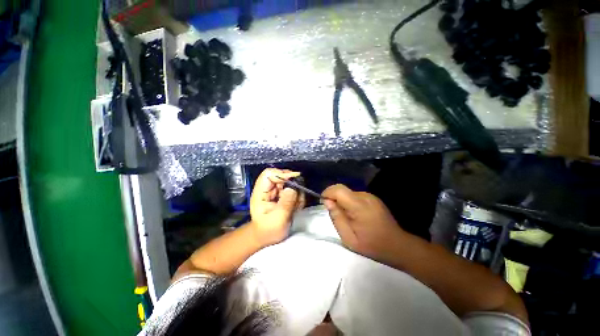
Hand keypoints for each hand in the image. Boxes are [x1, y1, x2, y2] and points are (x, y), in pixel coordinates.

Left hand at [250, 168, 305, 245]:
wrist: (267, 237)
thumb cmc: (268, 231)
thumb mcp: (278, 219)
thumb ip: (285, 203)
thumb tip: (292, 188)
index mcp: (260, 193)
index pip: (268, 174)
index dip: (281, 174)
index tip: (294, 181)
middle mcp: (268, 189)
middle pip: (281, 176)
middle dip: (293, 185)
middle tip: (298, 197)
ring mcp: (275, 192)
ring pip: (289, 183)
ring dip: (297, 193)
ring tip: (297, 206)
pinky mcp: (282, 196)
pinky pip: (293, 190)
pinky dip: (298, 197)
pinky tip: (296, 207)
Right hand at [322, 184, 404, 261]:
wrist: (398, 246)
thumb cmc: (372, 246)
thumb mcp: (349, 237)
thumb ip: (336, 217)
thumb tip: (327, 202)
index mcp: (359, 205)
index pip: (338, 189)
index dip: (327, 193)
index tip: (323, 203)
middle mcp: (365, 196)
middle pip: (343, 190)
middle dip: (334, 198)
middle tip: (335, 214)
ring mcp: (371, 196)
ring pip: (348, 192)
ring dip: (342, 201)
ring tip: (346, 217)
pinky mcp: (373, 198)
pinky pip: (355, 196)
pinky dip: (350, 202)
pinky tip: (355, 215)